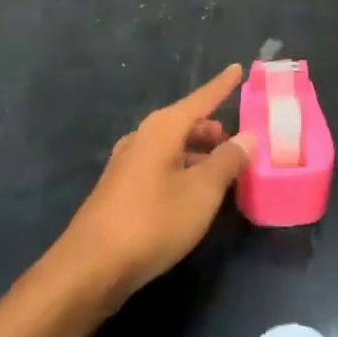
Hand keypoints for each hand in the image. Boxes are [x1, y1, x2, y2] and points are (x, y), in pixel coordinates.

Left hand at [57, 65, 253, 303]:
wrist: (90, 268)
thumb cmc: (153, 221)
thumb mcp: (202, 191)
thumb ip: (228, 160)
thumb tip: (247, 136)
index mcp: (163, 128)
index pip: (201, 98)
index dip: (222, 86)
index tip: (238, 69)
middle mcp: (142, 137)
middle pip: (184, 122)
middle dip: (211, 127)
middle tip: (237, 141)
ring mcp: (127, 163)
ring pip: (171, 146)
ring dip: (197, 152)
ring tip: (221, 170)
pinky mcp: (120, 189)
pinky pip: (159, 166)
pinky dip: (181, 169)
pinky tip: (192, 193)